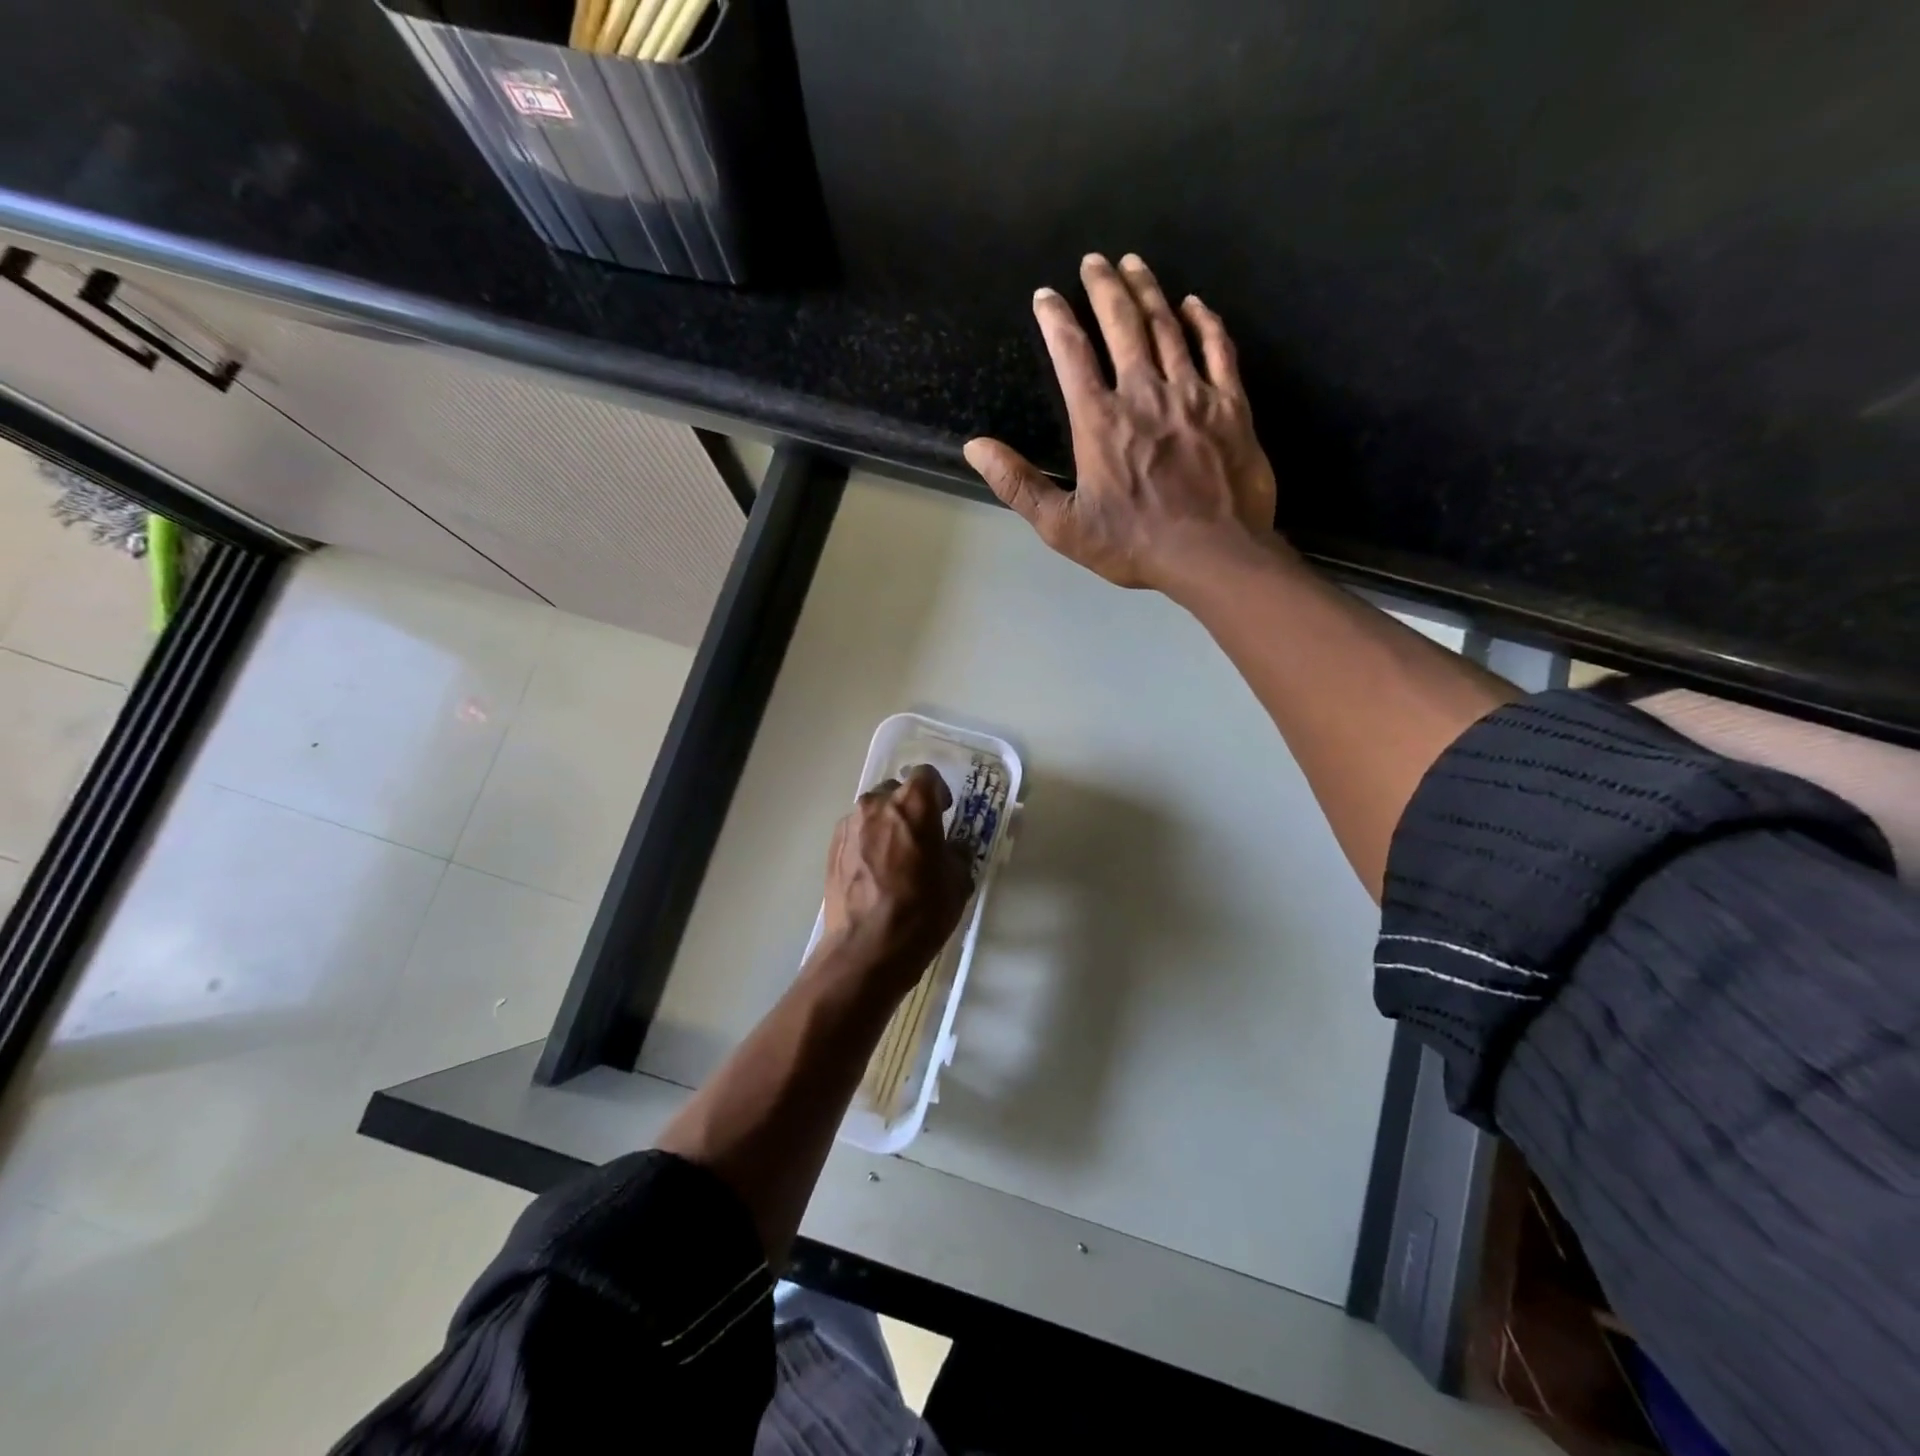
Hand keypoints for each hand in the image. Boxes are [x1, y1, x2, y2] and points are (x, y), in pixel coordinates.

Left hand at [819, 765, 973, 993]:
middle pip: (896, 791)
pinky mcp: (832, 849)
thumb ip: (956, 854)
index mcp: (913, 804)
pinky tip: (875, 872)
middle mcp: (876, 805)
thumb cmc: (922, 911)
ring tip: (896, 856)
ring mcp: (850, 826)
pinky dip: (867, 843)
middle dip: (909, 807)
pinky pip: (856, 833)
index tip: (944, 812)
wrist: (867, 948)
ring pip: (872, 812)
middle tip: (921, 836)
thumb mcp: (957, 882)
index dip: (938, 792)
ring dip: (886, 825)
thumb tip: (951, 849)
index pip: (926, 775)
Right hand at [964, 253, 1281, 596]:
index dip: (1056, 319)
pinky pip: (1219, 349)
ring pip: (1167, 327)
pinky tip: (1194, 304)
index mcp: (1100, 421)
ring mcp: (1192, 394)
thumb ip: (1019, 485)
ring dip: (1148, 291)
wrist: (1213, 554)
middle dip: (1104, 287)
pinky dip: (1205, 322)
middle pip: (1122, 325)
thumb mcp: (1063, 527)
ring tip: (1134, 264)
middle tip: (1094, 260)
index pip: (1072, 355)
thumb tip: (975, 447)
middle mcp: (1144, 394)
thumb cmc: (1134, 544)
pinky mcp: (1231, 405)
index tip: (1046, 295)